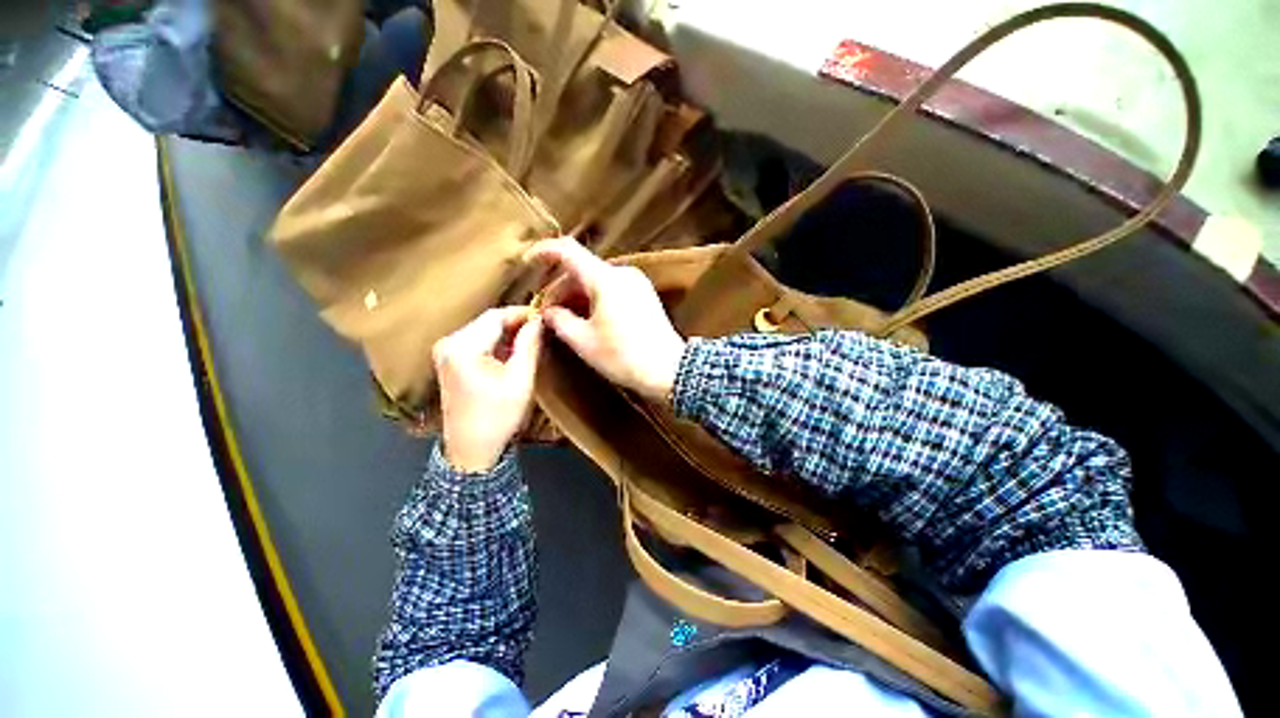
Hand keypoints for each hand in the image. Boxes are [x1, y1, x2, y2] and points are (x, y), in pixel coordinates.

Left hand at [433, 307, 542, 471]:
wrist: (471, 449)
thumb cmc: (498, 416)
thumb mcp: (521, 379)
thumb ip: (529, 345)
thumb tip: (538, 320)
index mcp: (462, 347)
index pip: (495, 316)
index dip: (522, 313)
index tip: (544, 317)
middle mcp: (448, 344)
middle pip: (487, 321)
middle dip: (515, 323)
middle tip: (541, 329)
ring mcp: (445, 352)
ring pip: (483, 330)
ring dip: (507, 333)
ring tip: (532, 339)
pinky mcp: (448, 361)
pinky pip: (476, 342)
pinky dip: (496, 343)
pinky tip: (514, 351)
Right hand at [524, 237, 685, 402]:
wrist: (668, 369)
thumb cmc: (623, 356)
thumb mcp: (583, 341)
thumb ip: (559, 320)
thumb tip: (548, 310)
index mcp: (605, 279)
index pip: (568, 250)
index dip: (544, 252)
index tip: (527, 262)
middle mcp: (622, 273)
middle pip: (582, 269)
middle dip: (559, 287)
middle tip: (545, 311)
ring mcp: (636, 282)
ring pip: (596, 280)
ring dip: (576, 294)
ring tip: (563, 318)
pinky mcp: (644, 294)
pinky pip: (611, 288)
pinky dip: (593, 298)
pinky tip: (586, 317)